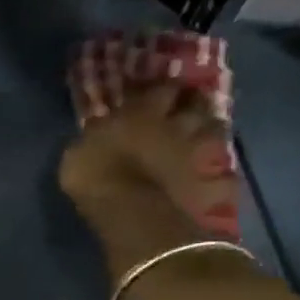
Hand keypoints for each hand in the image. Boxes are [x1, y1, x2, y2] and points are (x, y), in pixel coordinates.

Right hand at [58, 82, 239, 237]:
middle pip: (196, 104)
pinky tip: (216, 173)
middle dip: (194, 101)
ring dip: (211, 128)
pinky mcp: (207, 181)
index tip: (160, 89)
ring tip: (205, 132)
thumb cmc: (94, 174)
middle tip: (190, 102)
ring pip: (214, 130)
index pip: (161, 88)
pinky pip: (220, 171)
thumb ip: (96, 135)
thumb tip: (101, 128)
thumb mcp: (79, 150)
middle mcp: (175, 125)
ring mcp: (194, 152)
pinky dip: (220, 170)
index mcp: (141, 113)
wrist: (130, 211)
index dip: (162, 87)